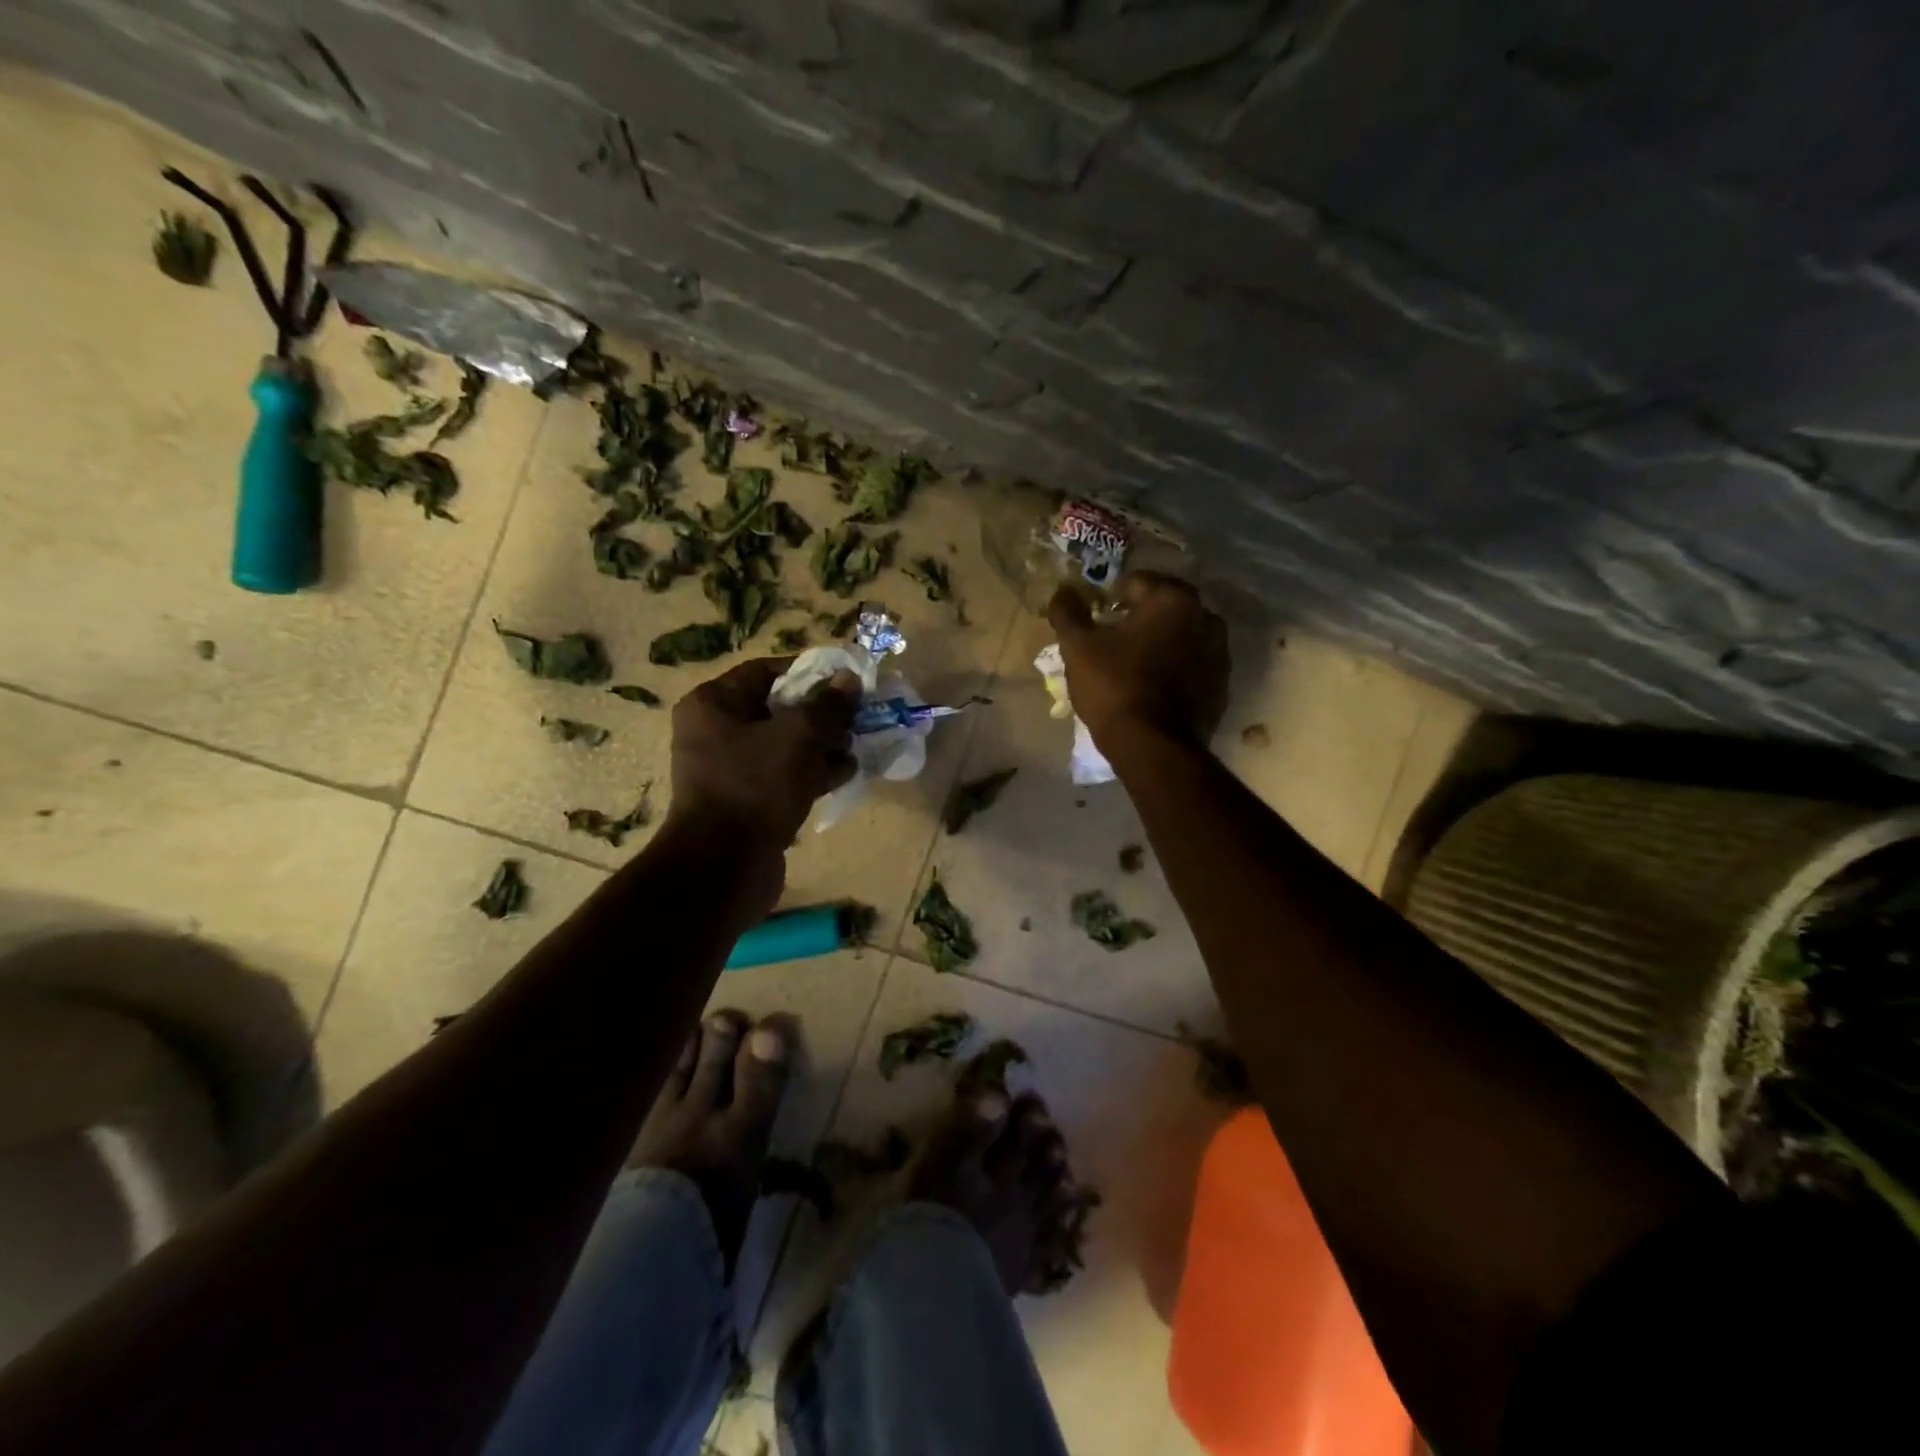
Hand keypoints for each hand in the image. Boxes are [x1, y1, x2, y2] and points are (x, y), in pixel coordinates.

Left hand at [667, 657, 859, 848]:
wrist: (725, 866)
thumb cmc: (755, 786)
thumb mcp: (798, 736)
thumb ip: (828, 705)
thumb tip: (849, 679)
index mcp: (713, 705)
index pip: (766, 672)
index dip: (809, 672)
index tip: (846, 680)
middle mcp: (715, 732)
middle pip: (778, 709)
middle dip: (821, 713)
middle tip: (857, 716)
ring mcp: (730, 770)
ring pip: (785, 745)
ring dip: (822, 744)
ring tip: (857, 745)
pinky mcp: (747, 801)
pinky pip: (784, 776)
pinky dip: (812, 772)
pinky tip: (846, 773)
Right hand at [1047, 573, 1229, 749]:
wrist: (1153, 747)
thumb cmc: (1114, 687)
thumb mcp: (1078, 648)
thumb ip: (1068, 613)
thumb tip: (1062, 591)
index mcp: (1172, 599)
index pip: (1134, 583)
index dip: (1109, 599)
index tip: (1095, 622)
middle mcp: (1205, 616)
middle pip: (1163, 607)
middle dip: (1138, 618)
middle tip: (1112, 642)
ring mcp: (1219, 652)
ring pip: (1181, 635)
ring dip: (1160, 641)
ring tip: (1134, 664)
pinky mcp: (1221, 684)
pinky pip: (1193, 664)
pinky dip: (1176, 667)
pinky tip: (1154, 687)